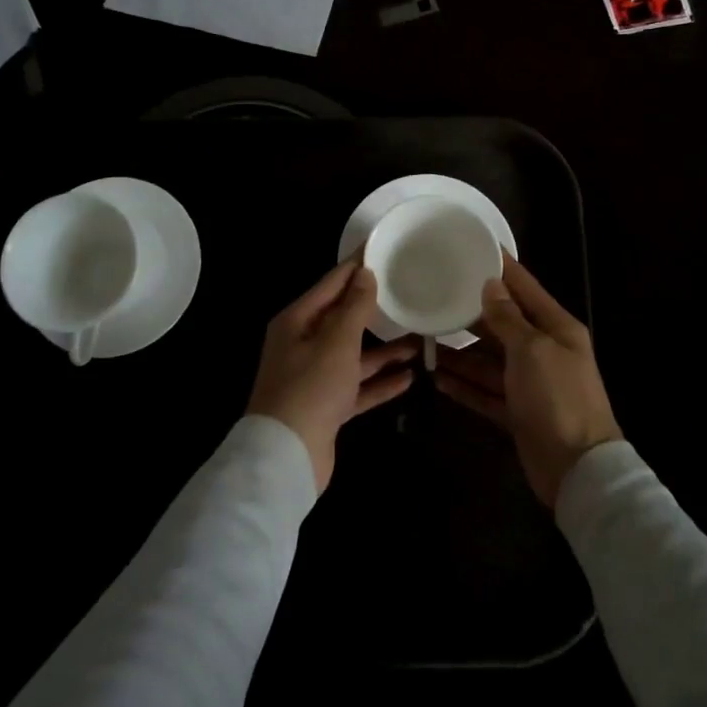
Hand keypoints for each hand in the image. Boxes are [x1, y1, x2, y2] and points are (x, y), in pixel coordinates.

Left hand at [248, 261, 417, 491]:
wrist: (287, 457)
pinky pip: (357, 387)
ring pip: (353, 355)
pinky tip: (409, 377)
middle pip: (342, 319)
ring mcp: (314, 378)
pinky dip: (379, 382)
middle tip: (407, 291)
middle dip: (373, 309)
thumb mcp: (336, 341)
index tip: (382, 249)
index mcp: (297, 322)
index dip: (356, 267)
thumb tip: (365, 273)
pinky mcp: (326, 407)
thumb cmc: (310, 388)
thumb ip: (354, 307)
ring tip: (419, 338)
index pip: (331, 284)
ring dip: (383, 349)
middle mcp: (303, 345)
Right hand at [435, 256, 621, 506]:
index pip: (524, 288)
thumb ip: (508, 318)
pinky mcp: (517, 413)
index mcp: (556, 328)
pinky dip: (464, 386)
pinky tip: (437, 378)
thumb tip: (491, 285)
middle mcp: (543, 351)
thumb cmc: (557, 398)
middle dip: (470, 315)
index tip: (472, 247)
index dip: (500, 268)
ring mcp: (530, 385)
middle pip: (502, 325)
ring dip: (460, 354)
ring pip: (489, 361)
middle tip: (434, 298)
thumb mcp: (532, 350)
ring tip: (424, 341)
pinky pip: (485, 393)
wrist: (578, 470)